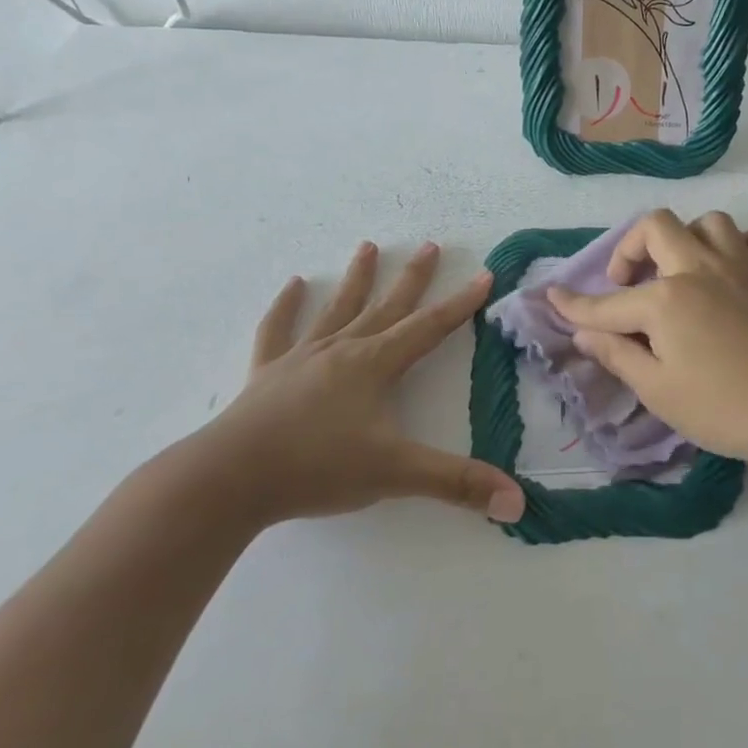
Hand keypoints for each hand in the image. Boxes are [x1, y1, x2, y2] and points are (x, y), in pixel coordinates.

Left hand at [195, 241, 525, 526]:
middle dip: (412, 278)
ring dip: (356, 279)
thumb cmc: (318, 468)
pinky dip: (286, 307)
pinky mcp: (267, 373)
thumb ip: (457, 484)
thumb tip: (516, 502)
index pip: (429, 328)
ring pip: (337, 309)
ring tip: (368, 246)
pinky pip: (277, 331)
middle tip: (430, 245)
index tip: (483, 275)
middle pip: (386, 307)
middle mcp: (342, 350)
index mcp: (375, 365)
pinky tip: (294, 284)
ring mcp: (301, 357)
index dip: (460, 304)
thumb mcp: (395, 474)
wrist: (231, 478)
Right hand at [547, 210, 747, 474]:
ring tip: (680, 270)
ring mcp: (746, 272)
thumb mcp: (657, 390)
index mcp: (666, 299)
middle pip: (658, 227)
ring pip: (713, 224)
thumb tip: (584, 334)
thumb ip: (617, 356)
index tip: (552, 298)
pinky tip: (745, 259)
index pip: (608, 302)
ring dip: (689, 238)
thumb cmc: (722, 408)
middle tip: (627, 284)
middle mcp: (701, 270)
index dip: (575, 305)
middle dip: (630, 248)